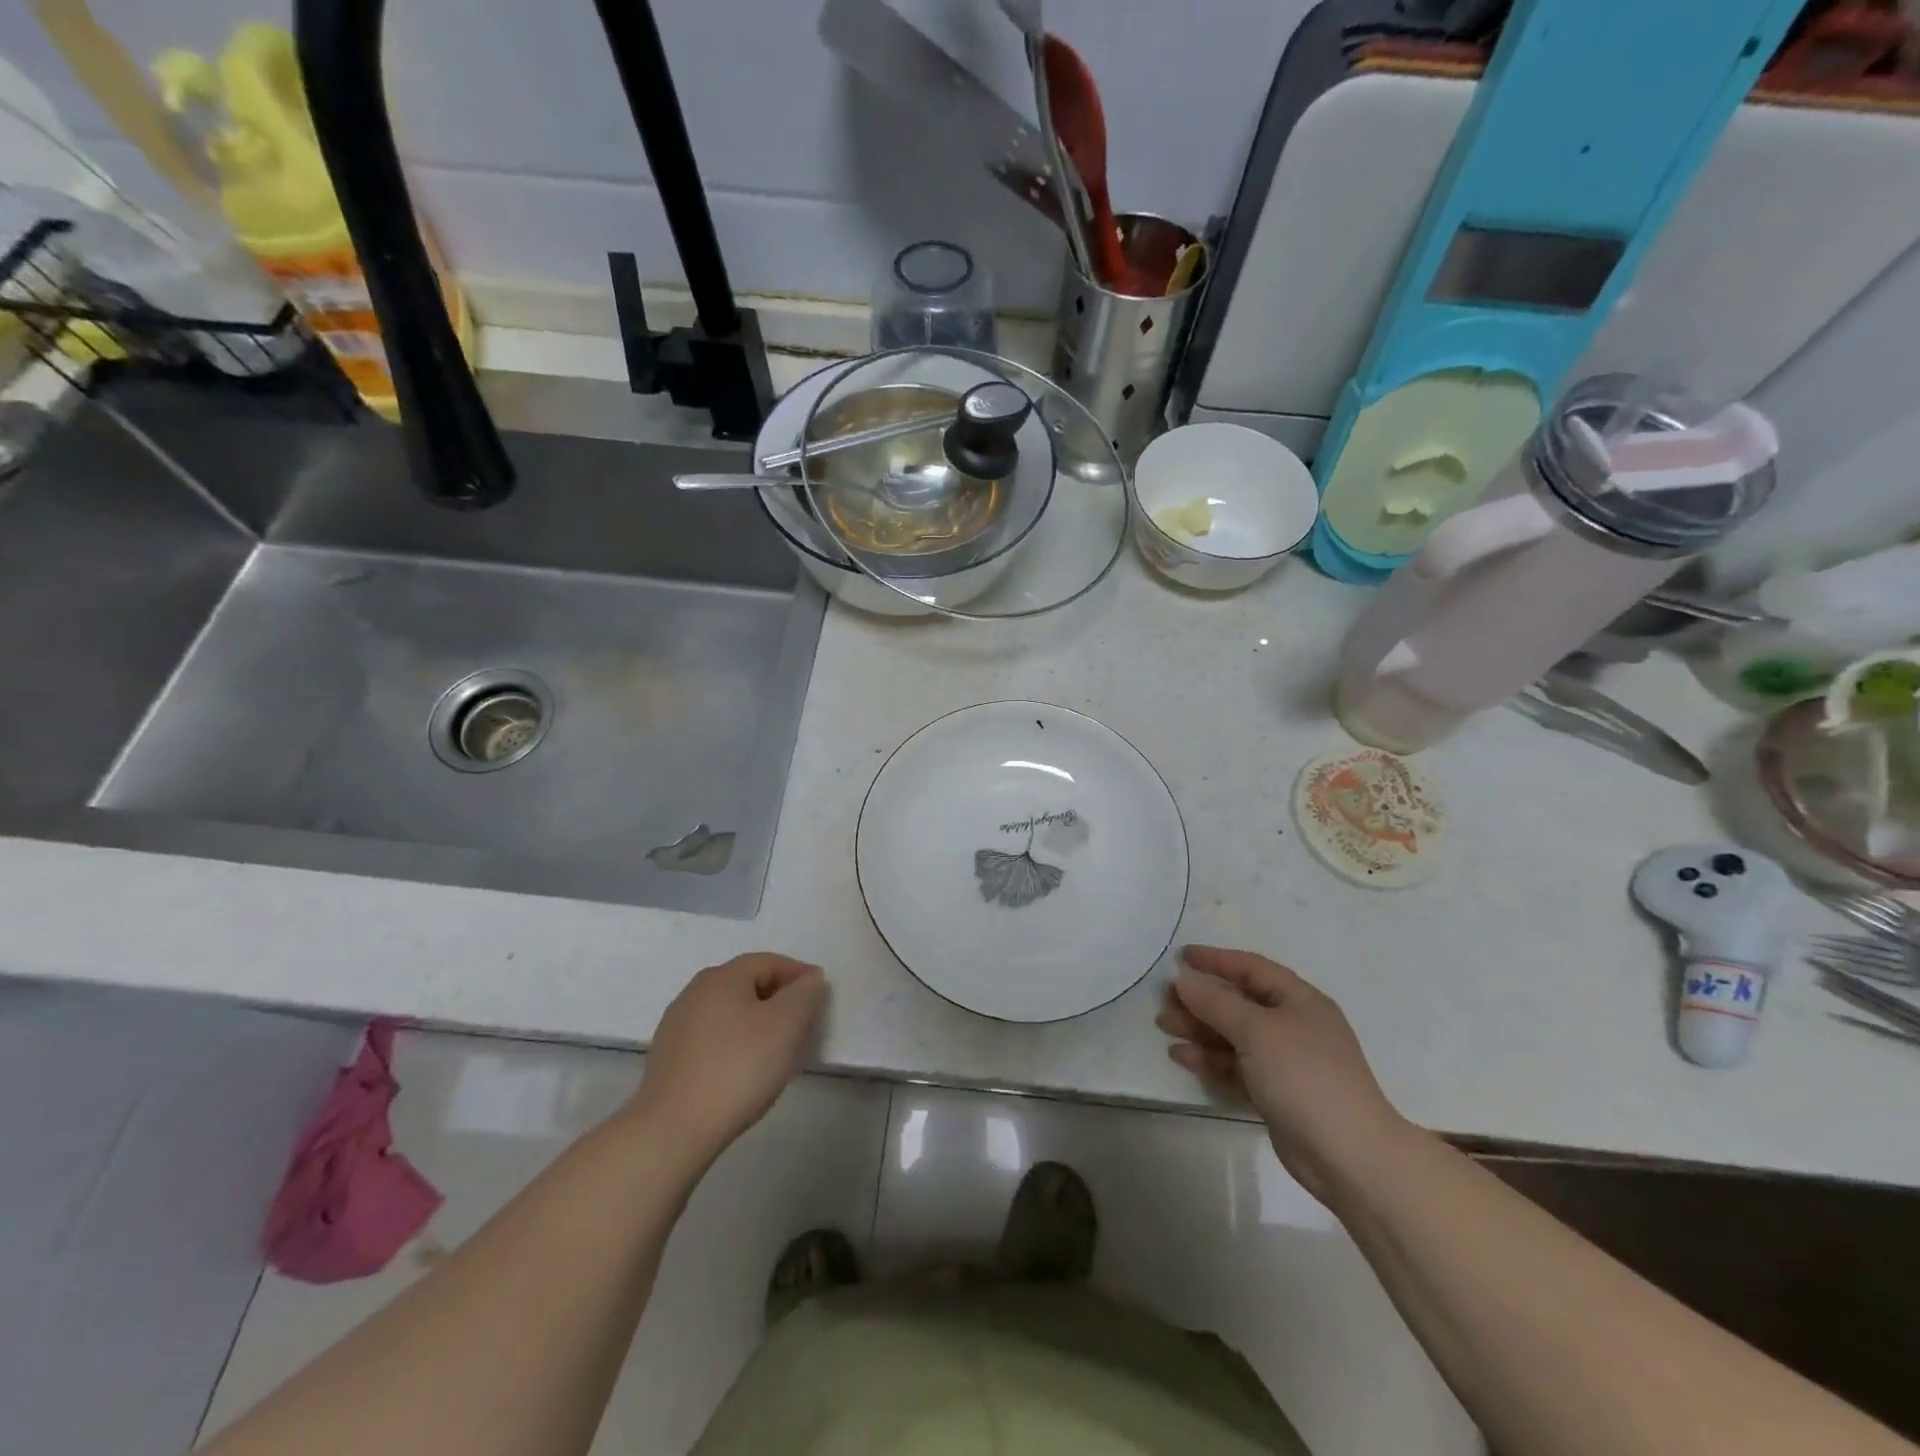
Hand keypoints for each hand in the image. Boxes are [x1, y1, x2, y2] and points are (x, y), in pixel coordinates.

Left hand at [633, 953, 827, 1161]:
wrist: (673, 1130)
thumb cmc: (738, 1068)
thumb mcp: (786, 1025)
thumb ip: (804, 995)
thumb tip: (810, 979)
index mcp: (722, 977)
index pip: (769, 962)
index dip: (799, 974)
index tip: (821, 995)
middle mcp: (695, 992)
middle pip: (746, 983)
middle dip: (778, 997)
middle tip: (802, 1021)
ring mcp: (676, 1025)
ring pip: (729, 1011)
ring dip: (756, 1021)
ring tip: (776, 1048)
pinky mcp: (668, 1057)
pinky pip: (712, 1037)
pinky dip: (734, 1042)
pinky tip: (743, 1068)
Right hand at [1157, 945, 1408, 1202]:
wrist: (1348, 1156)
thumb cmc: (1304, 1076)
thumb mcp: (1256, 1030)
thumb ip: (1216, 1002)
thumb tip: (1184, 979)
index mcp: (1299, 1000)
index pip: (1252, 968)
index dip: (1216, 960)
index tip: (1180, 957)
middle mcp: (1293, 1025)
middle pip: (1239, 1003)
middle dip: (1201, 1000)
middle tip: (1164, 1000)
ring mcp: (1285, 1062)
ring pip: (1234, 1036)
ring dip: (1200, 1029)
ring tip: (1164, 1027)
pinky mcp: (1275, 1093)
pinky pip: (1236, 1066)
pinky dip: (1210, 1060)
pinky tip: (1182, 1056)